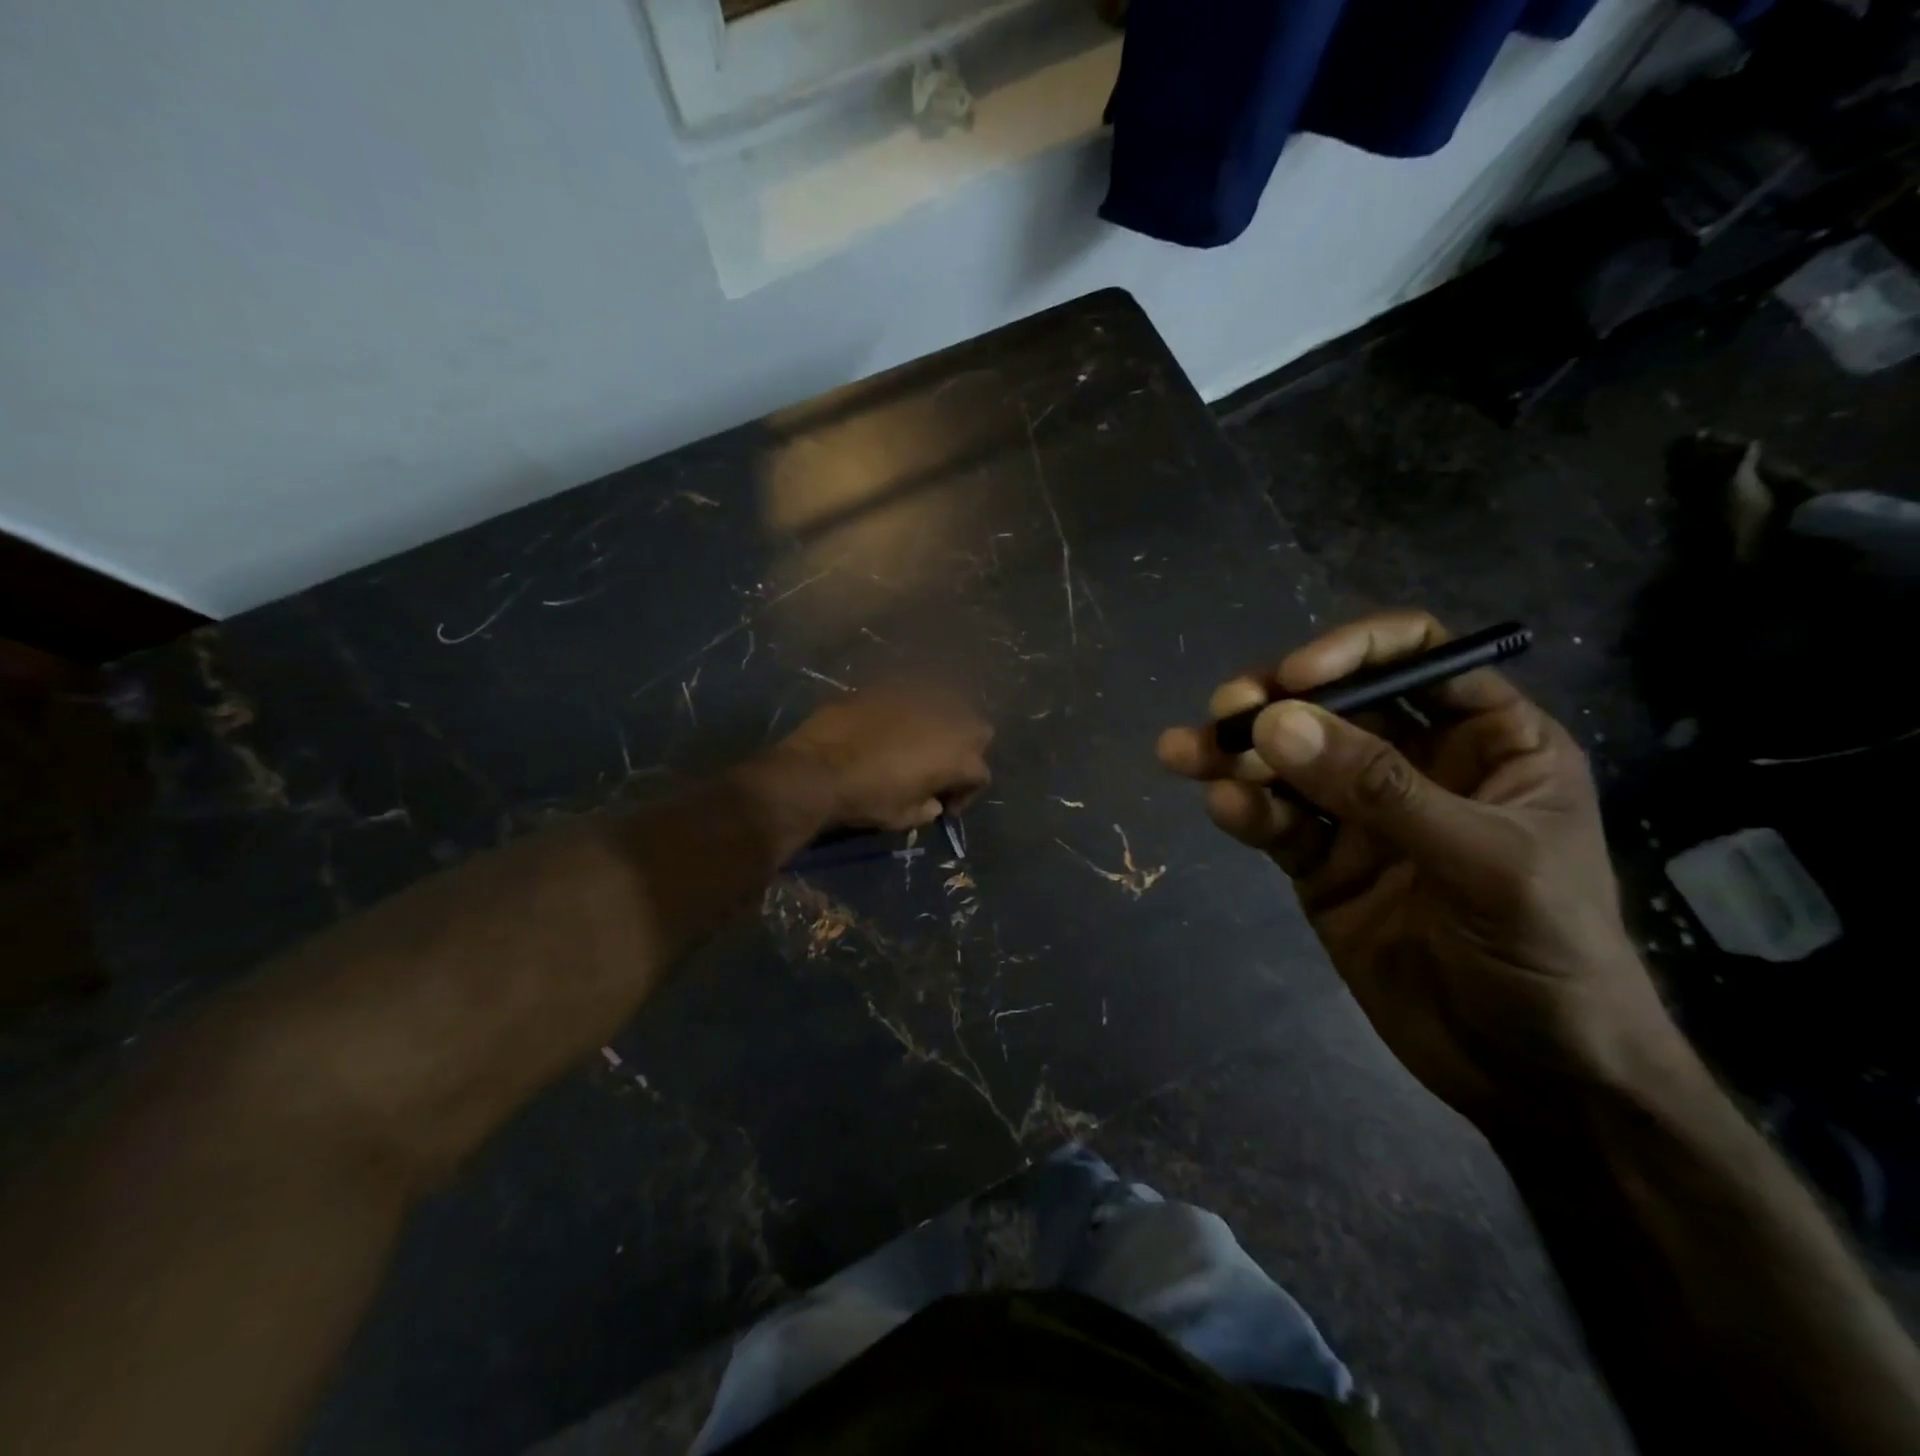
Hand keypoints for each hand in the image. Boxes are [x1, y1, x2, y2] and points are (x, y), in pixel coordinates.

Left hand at [773, 685, 992, 831]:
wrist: (819, 767)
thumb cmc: (867, 798)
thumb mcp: (903, 816)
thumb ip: (927, 808)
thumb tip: (933, 803)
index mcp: (958, 757)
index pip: (980, 773)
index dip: (966, 793)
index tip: (945, 805)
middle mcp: (949, 720)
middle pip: (978, 731)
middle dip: (965, 749)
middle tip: (939, 766)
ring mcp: (920, 697)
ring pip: (948, 706)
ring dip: (940, 725)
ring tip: (916, 742)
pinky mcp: (891, 686)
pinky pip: (912, 696)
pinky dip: (909, 711)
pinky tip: (889, 726)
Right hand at [1157, 611, 1680, 1129]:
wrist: (1534, 1080)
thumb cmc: (1549, 956)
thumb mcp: (1484, 863)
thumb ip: (1379, 791)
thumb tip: (1275, 723)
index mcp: (1488, 742)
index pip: (1417, 658)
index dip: (1353, 652)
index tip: (1296, 679)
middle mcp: (1419, 766)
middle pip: (1334, 706)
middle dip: (1276, 706)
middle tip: (1225, 714)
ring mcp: (1363, 817)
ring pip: (1289, 764)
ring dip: (1235, 755)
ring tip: (1183, 753)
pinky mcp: (1322, 865)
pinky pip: (1277, 823)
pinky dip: (1246, 811)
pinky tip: (1222, 808)